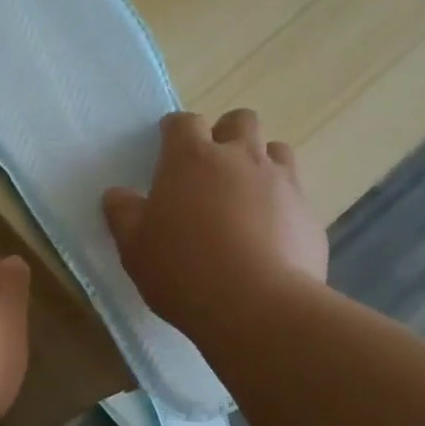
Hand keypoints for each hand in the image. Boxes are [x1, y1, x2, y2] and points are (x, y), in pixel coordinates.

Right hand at [103, 109, 327, 336]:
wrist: (254, 304)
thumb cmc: (181, 270)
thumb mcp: (134, 247)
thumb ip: (123, 214)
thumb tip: (116, 194)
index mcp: (191, 159)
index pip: (183, 123)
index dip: (174, 131)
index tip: (166, 145)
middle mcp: (240, 157)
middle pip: (239, 121)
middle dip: (224, 134)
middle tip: (209, 167)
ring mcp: (281, 181)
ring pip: (275, 150)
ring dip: (258, 162)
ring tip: (243, 196)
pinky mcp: (308, 212)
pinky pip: (294, 193)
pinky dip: (279, 203)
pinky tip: (266, 235)